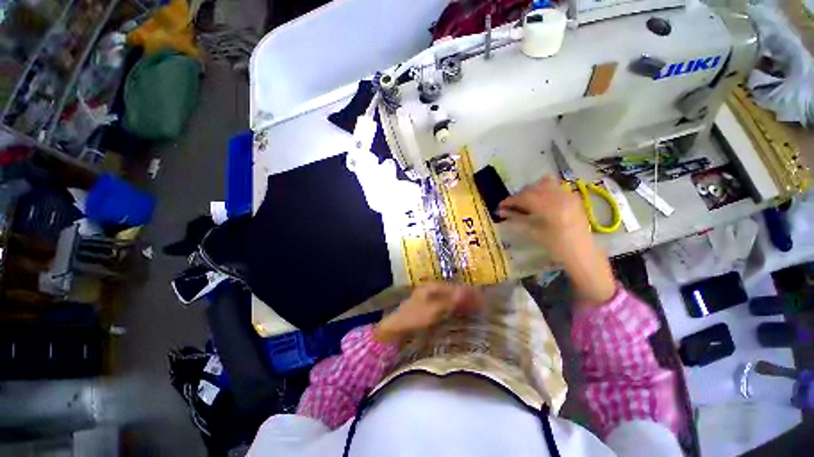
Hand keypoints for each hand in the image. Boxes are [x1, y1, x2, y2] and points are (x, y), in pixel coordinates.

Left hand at [373, 283, 482, 343]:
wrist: (396, 328)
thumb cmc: (414, 317)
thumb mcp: (433, 310)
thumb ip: (449, 301)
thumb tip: (465, 293)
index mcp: (432, 287)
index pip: (455, 288)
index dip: (468, 293)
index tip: (482, 298)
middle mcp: (432, 289)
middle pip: (453, 291)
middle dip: (467, 297)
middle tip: (482, 304)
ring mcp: (430, 298)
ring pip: (450, 298)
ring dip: (462, 302)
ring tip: (475, 308)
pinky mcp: (428, 307)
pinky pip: (445, 305)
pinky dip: (455, 308)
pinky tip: (461, 312)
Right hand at [497, 175, 615, 303]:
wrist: (582, 252)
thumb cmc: (556, 246)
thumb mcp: (534, 232)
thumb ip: (517, 218)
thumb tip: (501, 212)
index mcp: (549, 208)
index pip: (524, 197)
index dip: (510, 200)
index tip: (501, 206)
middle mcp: (560, 197)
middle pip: (533, 189)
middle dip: (519, 196)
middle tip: (511, 206)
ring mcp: (568, 195)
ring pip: (544, 184)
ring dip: (531, 191)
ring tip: (525, 202)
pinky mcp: (573, 197)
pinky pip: (556, 186)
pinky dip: (544, 190)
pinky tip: (540, 200)